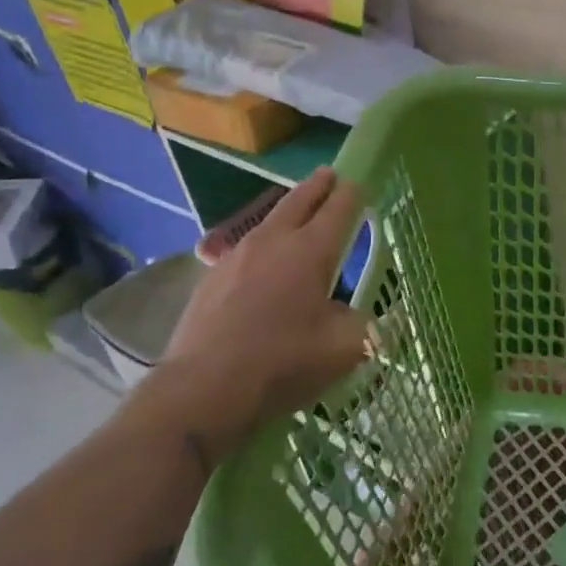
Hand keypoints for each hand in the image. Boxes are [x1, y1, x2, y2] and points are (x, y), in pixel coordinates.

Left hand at [134, 169, 371, 461]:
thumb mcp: (345, 349)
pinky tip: (261, 264)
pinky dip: (262, 246)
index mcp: (310, 250)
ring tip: (297, 215)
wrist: (203, 390)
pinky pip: (244, 250)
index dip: (351, 194)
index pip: (337, 209)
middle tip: (328, 175)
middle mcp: (274, 242)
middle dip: (317, 186)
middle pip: (298, 202)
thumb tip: (357, 316)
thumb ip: (362, 325)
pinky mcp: (210, 280)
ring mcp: (236, 258)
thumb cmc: (283, 362)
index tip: (359, 184)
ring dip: (287, 213)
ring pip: (268, 222)